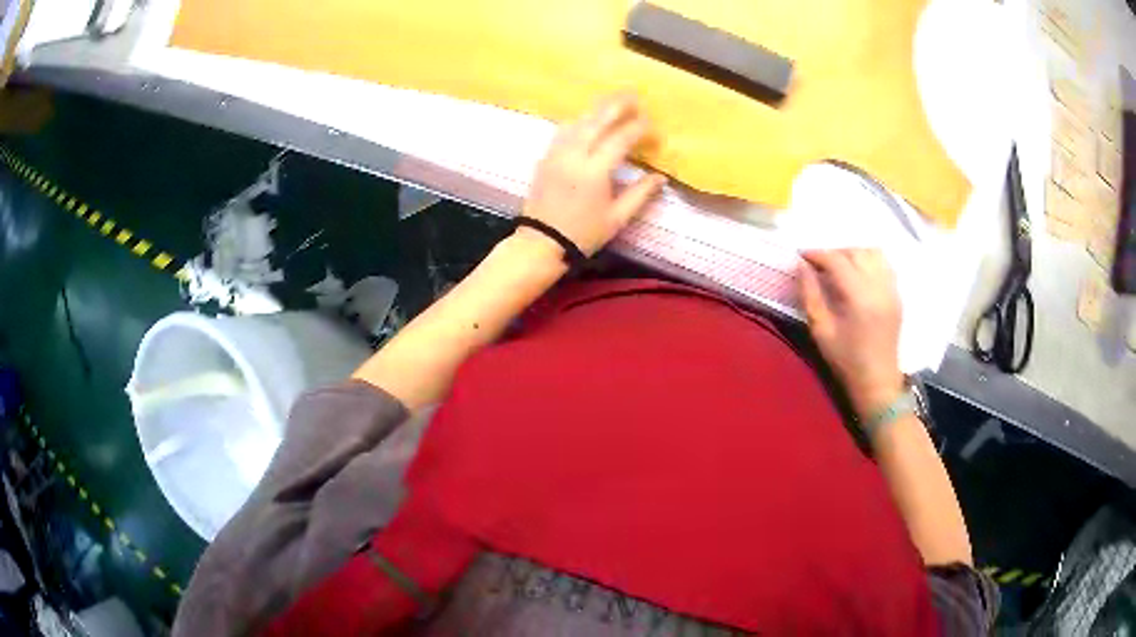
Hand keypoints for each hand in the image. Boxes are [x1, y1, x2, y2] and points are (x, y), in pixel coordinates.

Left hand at [521, 93, 666, 256]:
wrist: (540, 243)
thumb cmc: (582, 234)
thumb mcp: (617, 218)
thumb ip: (640, 194)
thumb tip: (660, 177)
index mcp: (594, 171)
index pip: (620, 138)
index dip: (639, 128)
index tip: (652, 125)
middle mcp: (574, 155)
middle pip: (597, 120)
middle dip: (617, 105)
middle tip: (634, 96)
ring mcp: (556, 153)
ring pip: (578, 121)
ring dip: (597, 109)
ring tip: (614, 103)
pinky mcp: (545, 157)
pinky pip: (564, 130)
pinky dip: (580, 120)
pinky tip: (589, 120)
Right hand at [798, 249, 903, 418]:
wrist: (877, 382)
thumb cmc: (846, 360)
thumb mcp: (820, 330)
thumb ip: (810, 294)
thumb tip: (801, 265)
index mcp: (859, 297)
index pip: (836, 260)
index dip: (817, 254)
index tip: (801, 256)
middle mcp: (878, 286)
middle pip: (855, 252)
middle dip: (833, 253)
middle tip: (817, 265)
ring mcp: (891, 289)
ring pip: (872, 253)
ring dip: (852, 254)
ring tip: (839, 267)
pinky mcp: (897, 294)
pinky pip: (884, 265)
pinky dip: (868, 261)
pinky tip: (858, 275)